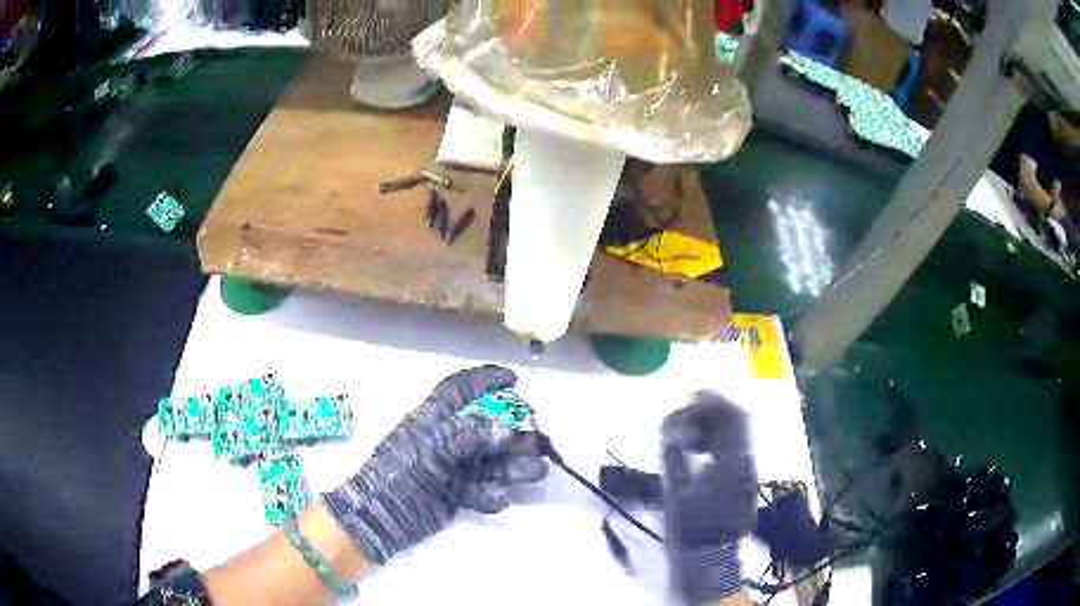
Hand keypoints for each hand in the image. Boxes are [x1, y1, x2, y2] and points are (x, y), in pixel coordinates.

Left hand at [323, 366, 547, 564]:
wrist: (381, 516)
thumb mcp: (430, 447)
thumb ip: (467, 435)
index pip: (461, 389)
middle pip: (488, 429)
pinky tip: (495, 498)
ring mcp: (454, 468)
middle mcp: (447, 440)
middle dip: (515, 433)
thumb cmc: (399, 472)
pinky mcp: (458, 495)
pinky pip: (484, 489)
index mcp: (433, 419)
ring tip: (536, 470)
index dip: (485, 379)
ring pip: (492, 461)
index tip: (514, 378)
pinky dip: (493, 494)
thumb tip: (504, 429)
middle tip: (539, 438)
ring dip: (515, 465)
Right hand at [662, 391, 756, 602]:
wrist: (708, 564)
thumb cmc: (687, 533)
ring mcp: (748, 473)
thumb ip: (673, 458)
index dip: (713, 400)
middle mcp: (746, 463)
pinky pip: (736, 449)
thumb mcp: (673, 495)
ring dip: (714, 426)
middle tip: (684, 419)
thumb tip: (674, 432)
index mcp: (731, 465)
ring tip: (688, 438)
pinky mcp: (745, 482)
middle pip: (739, 420)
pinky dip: (718, 441)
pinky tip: (700, 453)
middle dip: (711, 411)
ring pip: (738, 433)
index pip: (732, 417)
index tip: (690, 396)